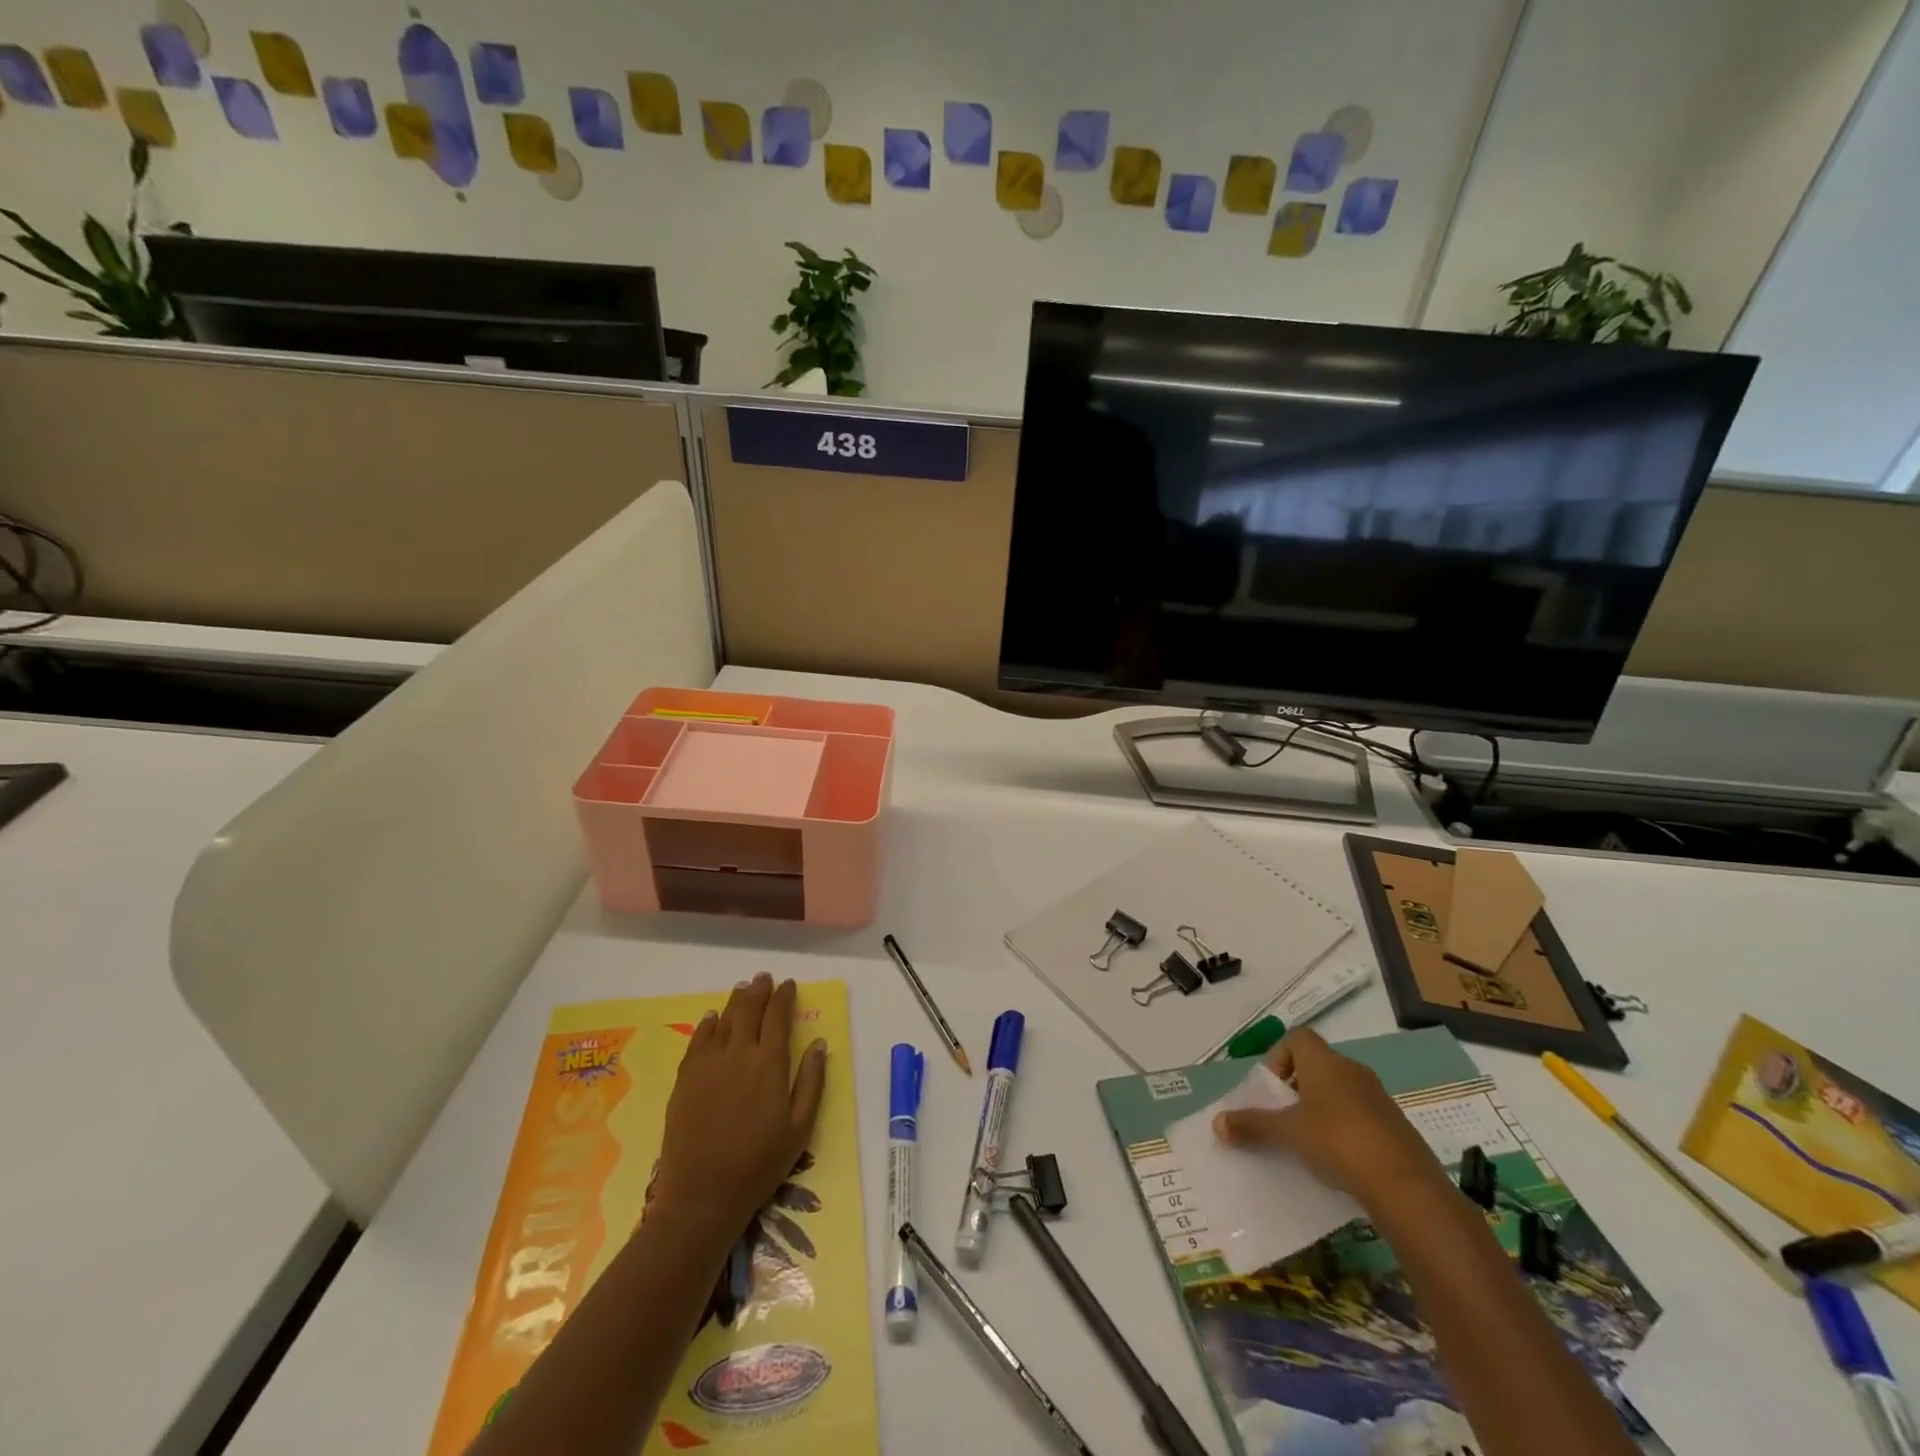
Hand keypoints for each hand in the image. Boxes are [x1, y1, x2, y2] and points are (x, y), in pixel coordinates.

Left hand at [654, 974, 827, 1235]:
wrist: (703, 1194)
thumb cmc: (760, 1163)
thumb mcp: (800, 1127)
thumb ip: (812, 1081)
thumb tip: (820, 1044)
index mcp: (770, 1062)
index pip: (778, 1016)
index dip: (784, 996)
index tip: (789, 985)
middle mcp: (739, 1053)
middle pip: (749, 1009)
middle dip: (758, 991)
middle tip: (764, 979)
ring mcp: (708, 1064)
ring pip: (723, 1019)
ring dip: (735, 1001)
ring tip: (742, 989)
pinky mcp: (685, 1078)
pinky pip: (698, 1040)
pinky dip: (708, 1024)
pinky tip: (712, 1018)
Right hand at [1213, 1028, 1448, 1213]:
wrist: (1406, 1186)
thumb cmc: (1337, 1142)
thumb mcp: (1287, 1133)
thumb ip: (1252, 1125)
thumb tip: (1216, 1122)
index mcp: (1324, 1061)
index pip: (1296, 1037)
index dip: (1278, 1057)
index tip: (1272, 1090)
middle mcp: (1351, 1070)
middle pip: (1316, 1065)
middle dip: (1296, 1088)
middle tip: (1284, 1118)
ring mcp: (1378, 1097)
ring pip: (1339, 1092)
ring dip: (1320, 1110)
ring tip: (1308, 1142)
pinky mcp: (1396, 1126)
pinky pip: (1360, 1116)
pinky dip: (1344, 1129)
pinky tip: (1339, 1160)